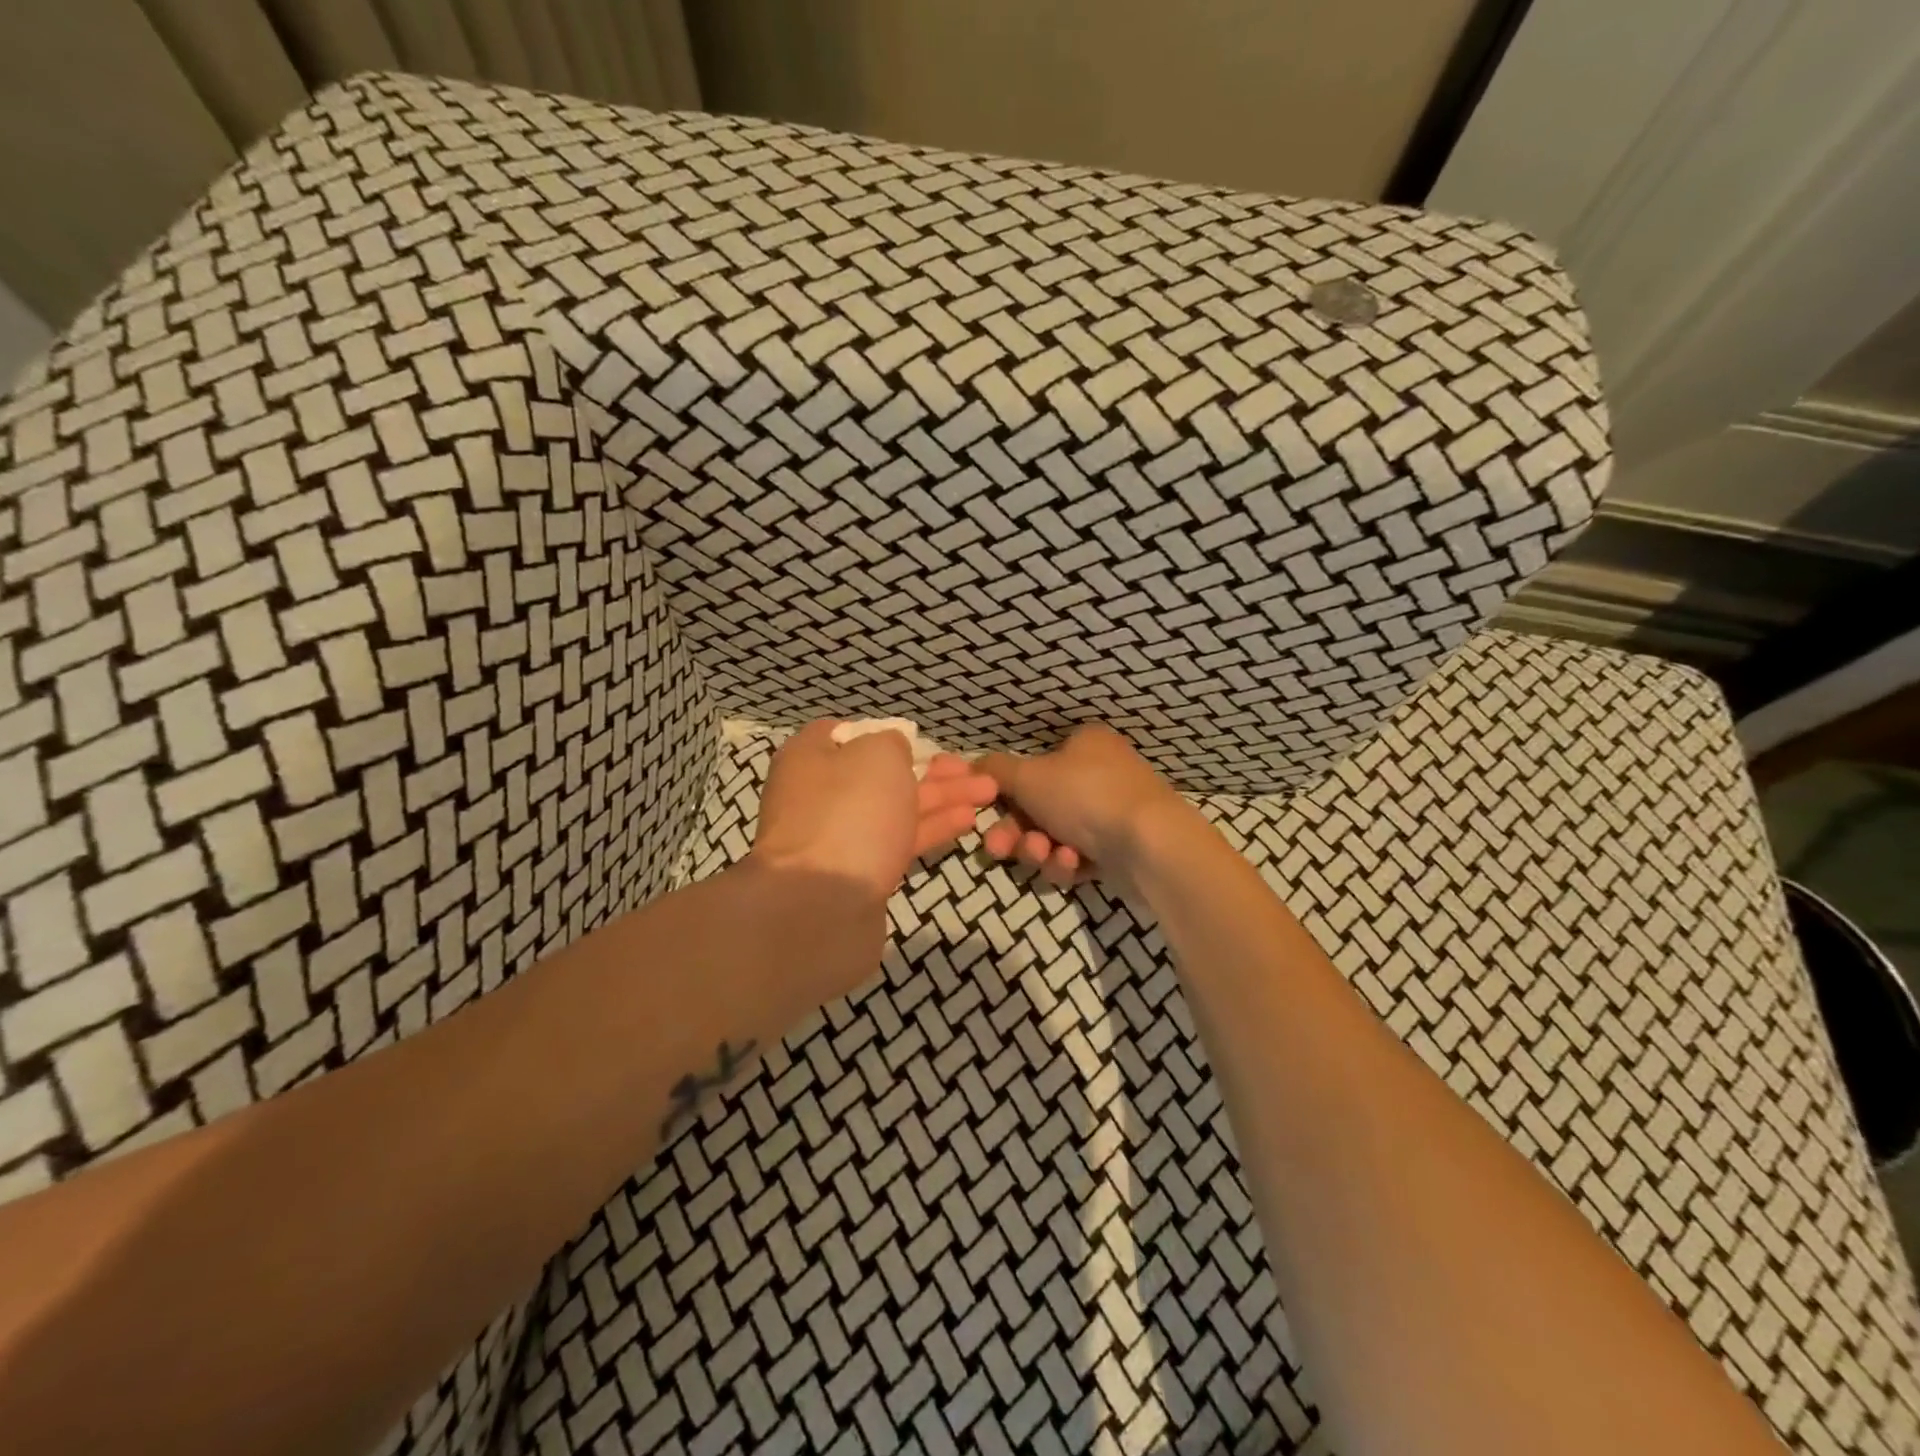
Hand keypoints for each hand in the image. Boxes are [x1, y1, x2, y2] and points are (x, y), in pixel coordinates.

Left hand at [751, 722, 998, 901]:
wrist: (824, 903)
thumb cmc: (850, 810)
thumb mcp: (876, 754)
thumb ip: (890, 743)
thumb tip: (891, 750)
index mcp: (809, 757)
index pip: (844, 734)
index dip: (884, 733)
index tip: (920, 740)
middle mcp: (818, 794)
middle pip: (880, 774)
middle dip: (929, 771)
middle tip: (972, 769)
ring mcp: (838, 837)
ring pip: (895, 808)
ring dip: (941, 798)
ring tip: (988, 792)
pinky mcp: (858, 873)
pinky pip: (899, 841)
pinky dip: (932, 827)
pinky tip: (967, 820)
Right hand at [978, 724, 1198, 886]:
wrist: (1150, 845)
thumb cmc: (1085, 796)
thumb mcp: (1028, 776)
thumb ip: (994, 770)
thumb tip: (972, 764)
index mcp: (1085, 745)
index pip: (1033, 767)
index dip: (1007, 794)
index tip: (987, 814)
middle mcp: (1100, 774)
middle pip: (1039, 807)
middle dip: (1017, 832)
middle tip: (1000, 849)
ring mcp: (1113, 814)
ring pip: (1055, 836)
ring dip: (1040, 849)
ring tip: (1047, 855)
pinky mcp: (1121, 850)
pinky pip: (1078, 857)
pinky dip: (1068, 862)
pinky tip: (1072, 864)